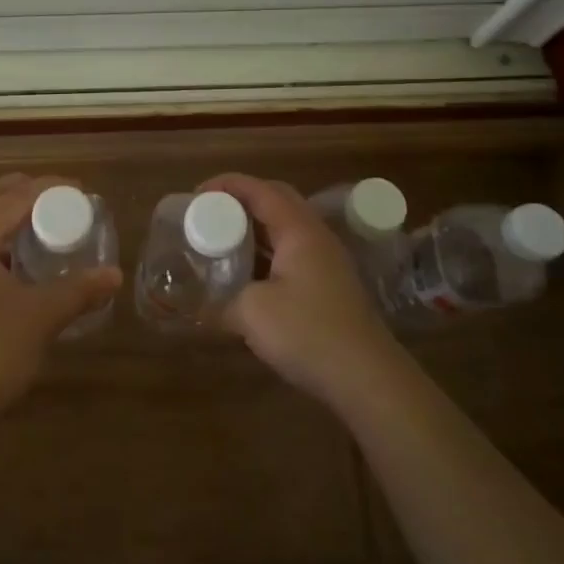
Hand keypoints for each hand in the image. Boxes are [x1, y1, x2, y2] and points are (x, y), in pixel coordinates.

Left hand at [0, 173, 122, 435]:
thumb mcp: (38, 319)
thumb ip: (78, 291)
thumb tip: (115, 275)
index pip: (15, 196)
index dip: (50, 189)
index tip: (82, 190)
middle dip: (27, 194)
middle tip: (65, 203)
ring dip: (7, 215)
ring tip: (44, 227)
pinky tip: (15, 259)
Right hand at [200, 173, 398, 407]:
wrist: (368, 379)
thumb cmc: (308, 333)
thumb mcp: (252, 314)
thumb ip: (221, 302)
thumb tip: (199, 307)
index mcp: (298, 230)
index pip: (259, 190)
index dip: (226, 185)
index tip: (195, 196)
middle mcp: (315, 236)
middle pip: (276, 200)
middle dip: (240, 200)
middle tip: (209, 214)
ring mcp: (326, 261)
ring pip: (285, 227)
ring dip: (253, 228)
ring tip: (222, 240)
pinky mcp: (329, 285)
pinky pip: (291, 252)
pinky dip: (265, 252)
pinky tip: (247, 274)